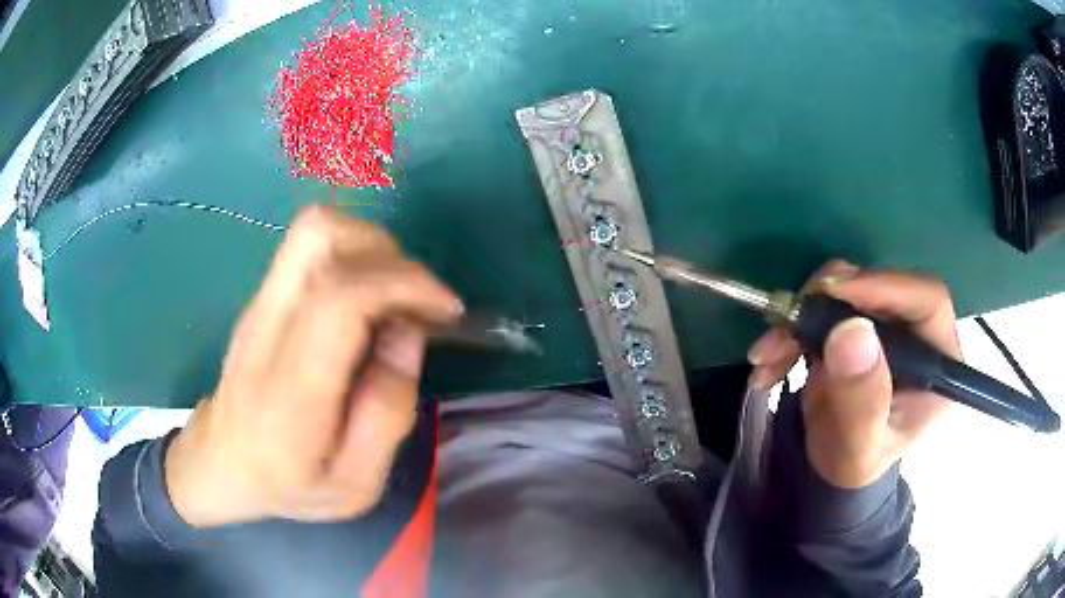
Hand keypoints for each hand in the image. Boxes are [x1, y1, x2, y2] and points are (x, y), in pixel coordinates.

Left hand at [164, 207, 462, 526]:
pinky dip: (353, 253)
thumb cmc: (289, 484)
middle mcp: (269, 325)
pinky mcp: (263, 295)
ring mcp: (261, 302)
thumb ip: (388, 412)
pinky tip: (366, 299)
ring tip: (395, 295)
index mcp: (293, 385)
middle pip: (321, 236)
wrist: (221, 462)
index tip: (446, 310)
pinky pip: (311, 245)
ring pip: (315, 227)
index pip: (340, 296)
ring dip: (371, 246)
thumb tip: (409, 332)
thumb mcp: (356, 483)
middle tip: (418, 303)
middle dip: (390, 255)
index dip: (404, 284)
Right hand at [747, 261, 960, 488]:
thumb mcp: (859, 446)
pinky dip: (792, 328)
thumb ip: (862, 399)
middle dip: (828, 303)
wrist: (834, 463)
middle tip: (788, 325)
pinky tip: (769, 359)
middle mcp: (917, 331)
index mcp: (938, 361)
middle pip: (881, 286)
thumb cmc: (855, 462)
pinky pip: (823, 304)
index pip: (926, 299)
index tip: (832, 295)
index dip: (883, 287)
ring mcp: (886, 322)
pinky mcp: (858, 321)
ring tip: (768, 355)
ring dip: (801, 316)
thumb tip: (852, 332)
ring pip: (847, 288)